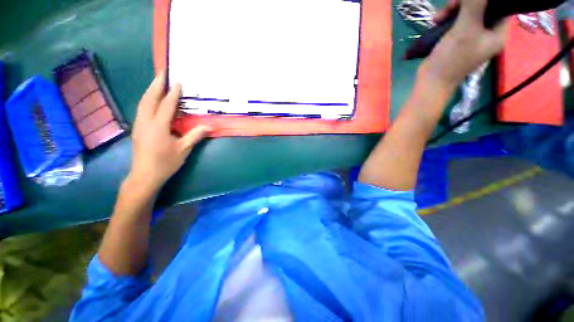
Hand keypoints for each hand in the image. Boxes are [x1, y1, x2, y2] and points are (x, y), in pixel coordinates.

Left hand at [128, 71, 210, 192]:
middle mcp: (146, 121)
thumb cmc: (165, 163)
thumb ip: (195, 136)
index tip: (178, 82)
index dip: (173, 93)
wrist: (145, 175)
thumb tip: (209, 126)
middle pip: (149, 99)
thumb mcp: (183, 149)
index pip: (166, 105)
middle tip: (162, 73)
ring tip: (156, 82)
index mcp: (158, 126)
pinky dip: (147, 100)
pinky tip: (152, 100)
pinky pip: (142, 109)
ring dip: (150, 91)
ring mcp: (139, 125)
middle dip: (156, 85)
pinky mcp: (137, 129)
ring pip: (143, 103)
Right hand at [421, 0, 509, 86]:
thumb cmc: (452, 59)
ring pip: (466, 13)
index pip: (500, 6)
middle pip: (481, 8)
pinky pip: (455, 22)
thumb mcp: (465, 29)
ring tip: (437, 18)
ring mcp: (471, 37)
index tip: (470, 0)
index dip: (487, 1)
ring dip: (452, 11)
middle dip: (464, 4)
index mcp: (497, 33)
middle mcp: (486, 33)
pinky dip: (446, 20)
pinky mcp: (456, 40)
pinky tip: (436, 23)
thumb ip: (475, 5)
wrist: (431, 81)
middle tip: (449, 7)